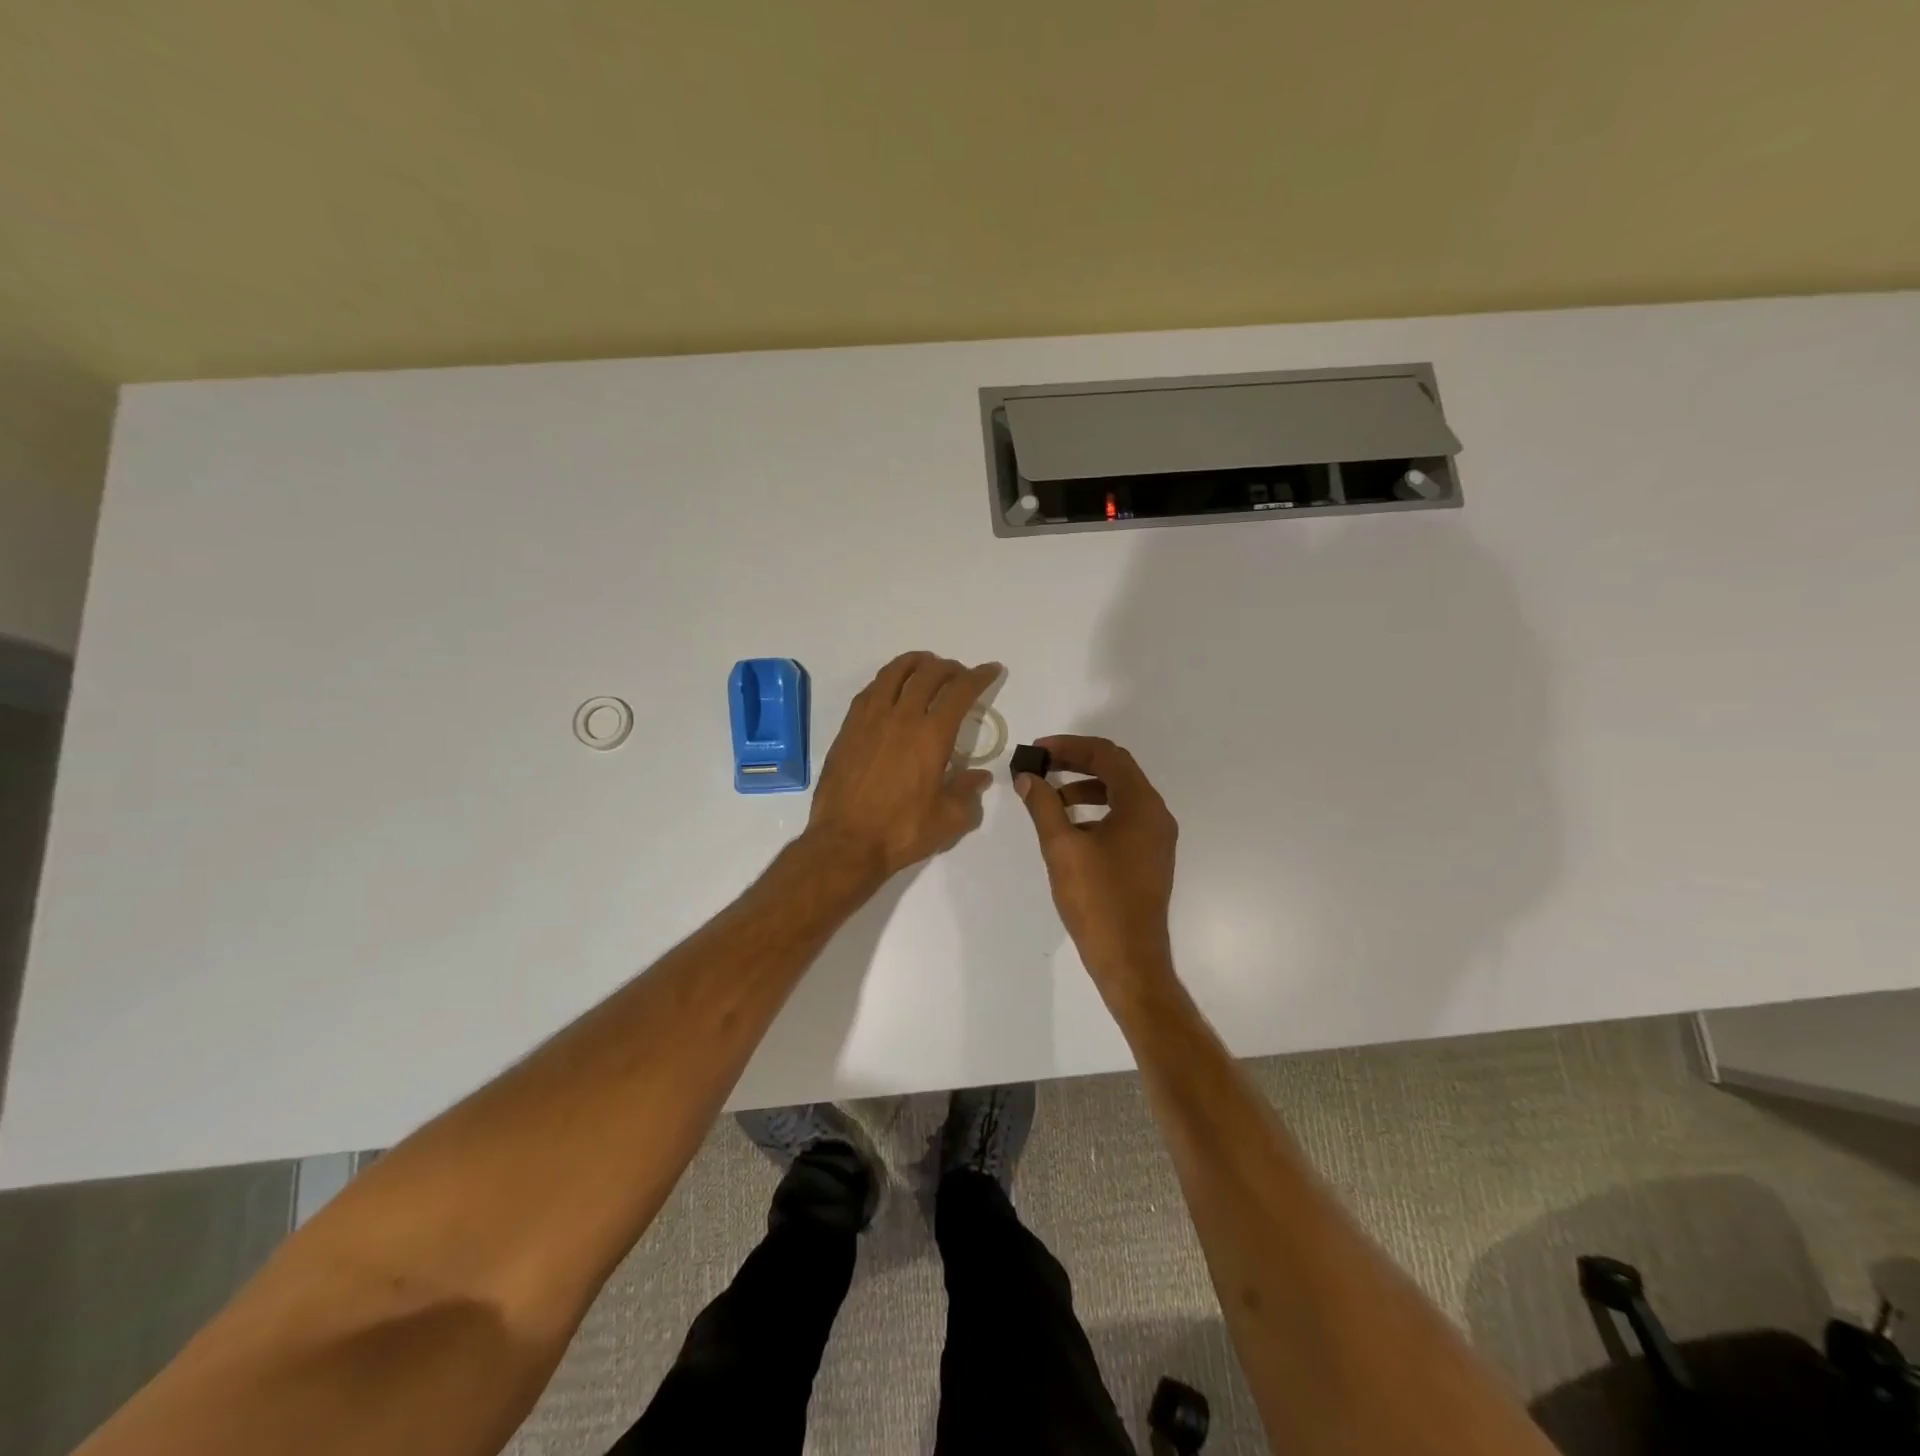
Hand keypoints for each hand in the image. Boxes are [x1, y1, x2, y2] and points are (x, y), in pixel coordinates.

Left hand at [807, 652, 1000, 878]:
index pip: (960, 691)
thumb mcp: (949, 819)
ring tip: (926, 666)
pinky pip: (869, 691)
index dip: (979, 676)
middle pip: (927, 674)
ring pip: (894, 674)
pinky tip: (891, 689)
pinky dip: (887, 680)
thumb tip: (979, 777)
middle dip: (949, 668)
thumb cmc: (901, 832)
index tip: (991, 670)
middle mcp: (901, 717)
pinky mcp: (848, 729)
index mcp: (931, 735)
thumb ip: (968, 793)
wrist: (845, 843)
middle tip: (959, 674)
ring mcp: (869, 720)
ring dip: (915, 663)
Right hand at [1015, 735, 1178, 993]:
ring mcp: (1156, 837)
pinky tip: (1070, 827)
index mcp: (1141, 805)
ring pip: (1120, 794)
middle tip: (1040, 766)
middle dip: (1076, 762)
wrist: (1129, 958)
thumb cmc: (1096, 900)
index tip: (1037, 751)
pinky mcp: (1150, 856)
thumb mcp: (1062, 848)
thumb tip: (1027, 777)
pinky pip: (1124, 817)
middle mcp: (1156, 814)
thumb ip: (1043, 806)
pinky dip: (1096, 810)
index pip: (1107, 756)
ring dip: (1084, 786)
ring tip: (1049, 797)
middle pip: (1116, 770)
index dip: (1070, 747)